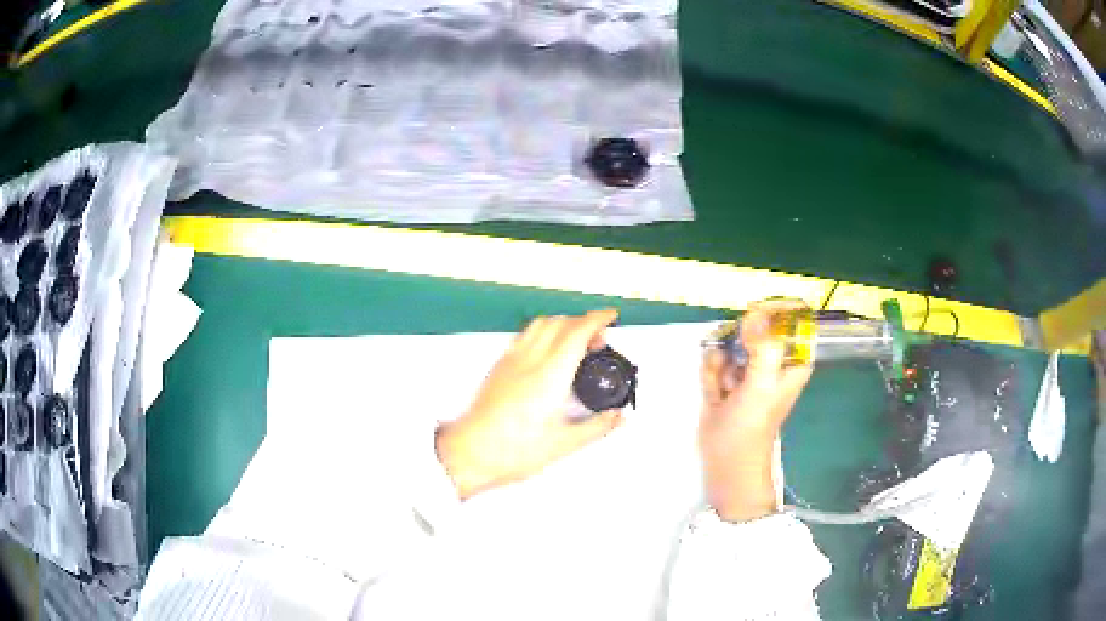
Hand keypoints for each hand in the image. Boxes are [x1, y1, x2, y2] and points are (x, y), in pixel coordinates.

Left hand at [436, 310, 624, 499]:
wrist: (471, 452)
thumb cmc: (509, 450)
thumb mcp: (564, 444)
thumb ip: (597, 427)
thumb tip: (616, 417)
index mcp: (549, 376)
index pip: (577, 332)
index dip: (598, 319)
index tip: (610, 316)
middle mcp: (529, 361)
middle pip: (560, 322)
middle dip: (584, 321)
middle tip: (599, 337)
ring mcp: (511, 361)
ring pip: (540, 323)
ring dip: (562, 323)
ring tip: (575, 340)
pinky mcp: (499, 367)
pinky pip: (524, 335)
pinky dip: (543, 332)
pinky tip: (547, 351)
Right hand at [698, 300, 813, 521]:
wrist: (726, 464)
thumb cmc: (751, 427)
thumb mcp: (761, 385)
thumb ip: (763, 346)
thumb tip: (755, 312)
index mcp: (792, 360)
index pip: (791, 318)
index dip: (772, 311)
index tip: (752, 317)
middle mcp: (772, 361)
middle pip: (755, 326)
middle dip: (737, 342)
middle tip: (735, 365)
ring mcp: (748, 370)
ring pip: (730, 343)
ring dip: (721, 362)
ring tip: (724, 388)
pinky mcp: (726, 380)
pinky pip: (715, 361)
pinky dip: (711, 375)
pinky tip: (714, 394)